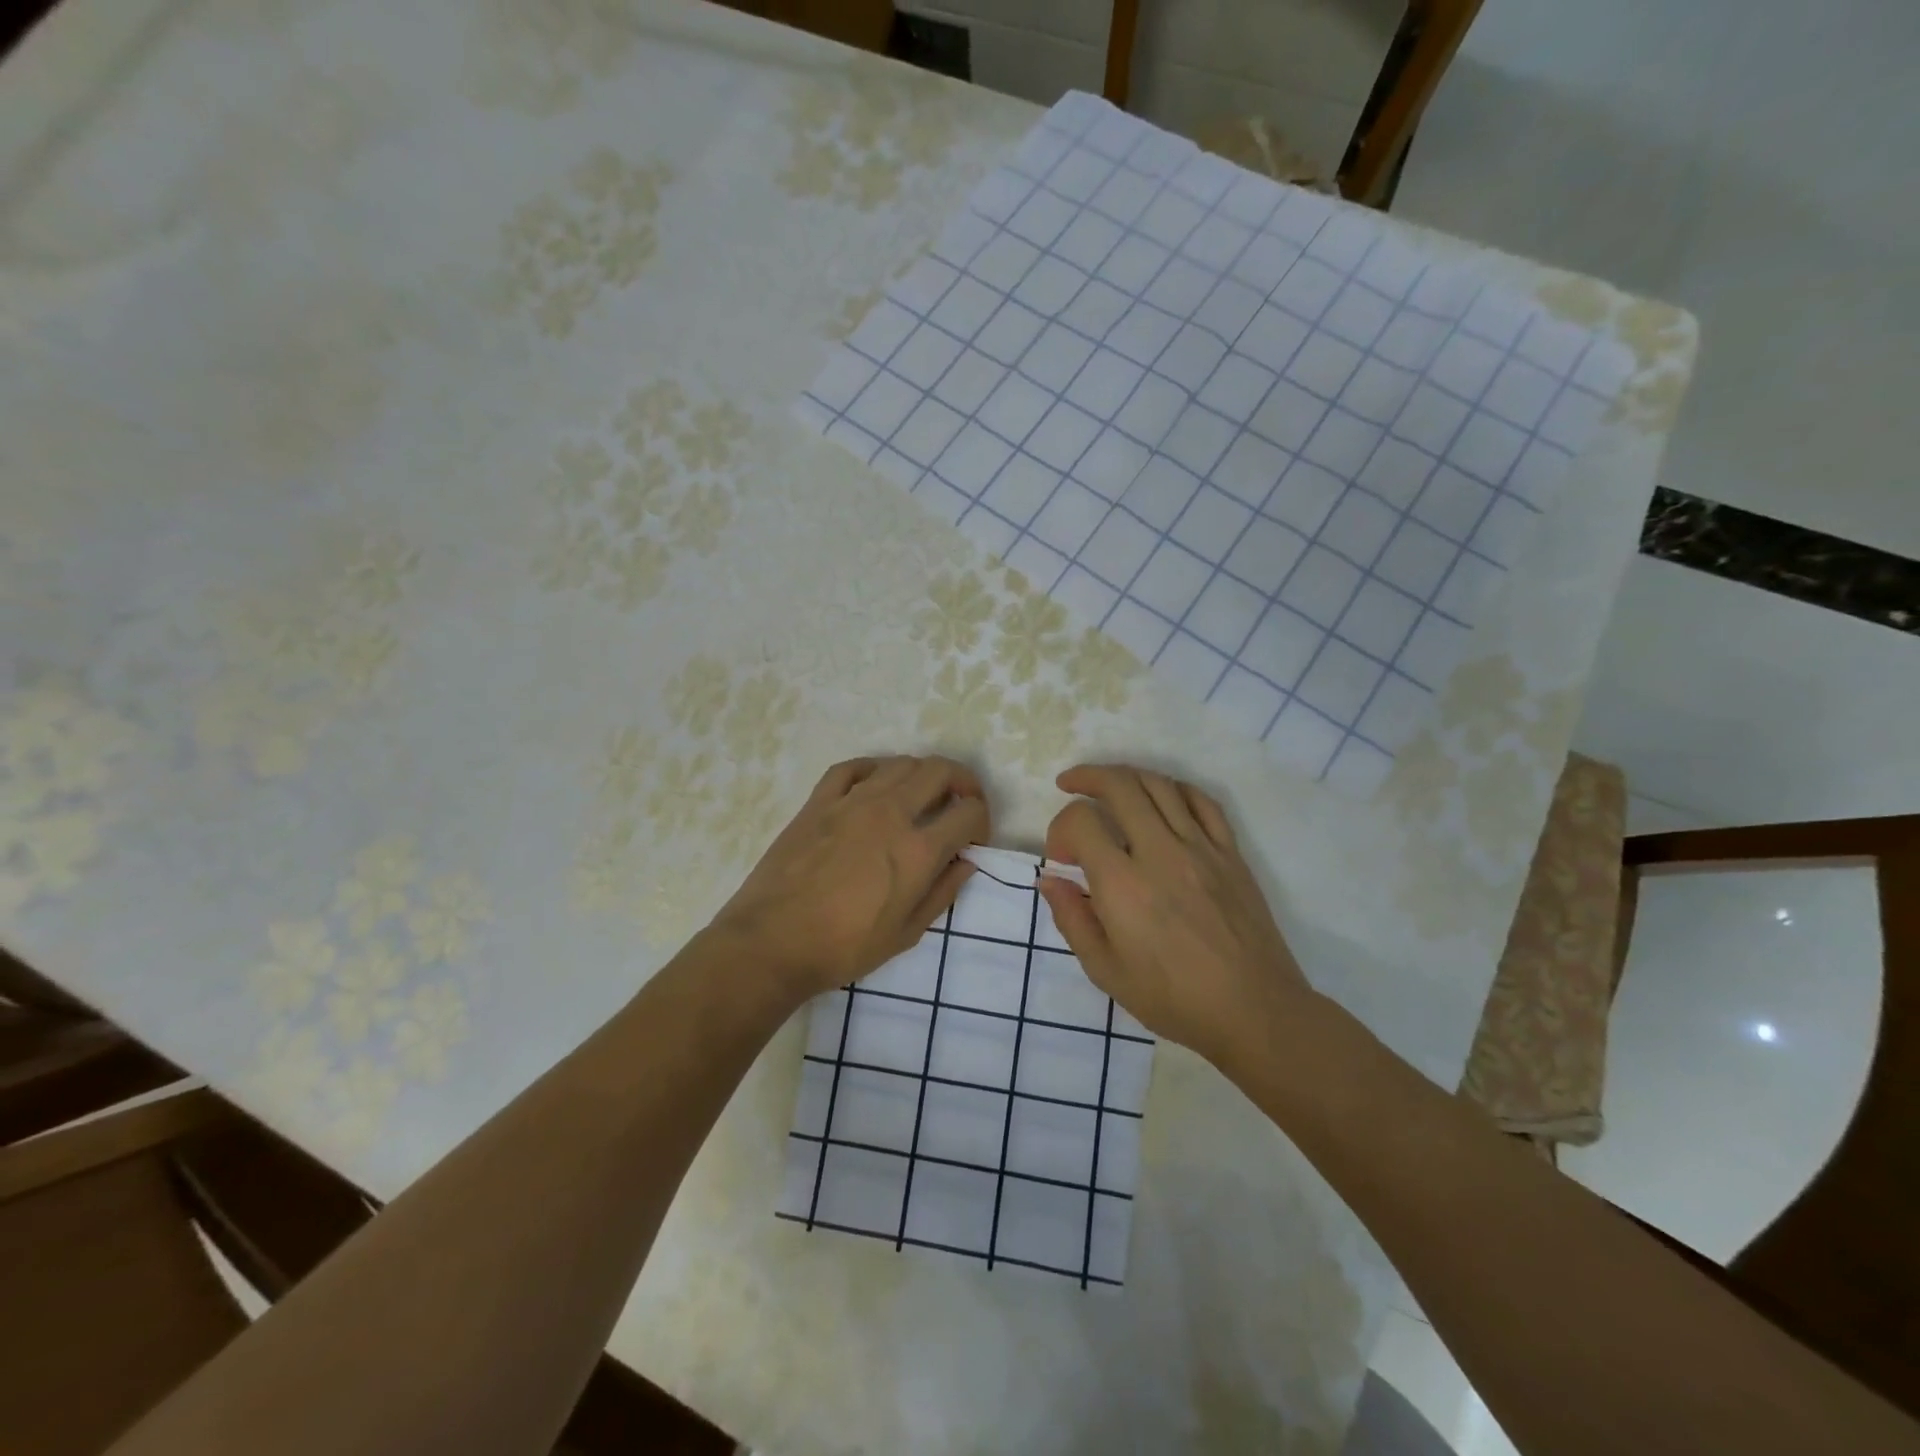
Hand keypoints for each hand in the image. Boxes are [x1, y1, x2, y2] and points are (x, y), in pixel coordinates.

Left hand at [711, 755, 989, 1001]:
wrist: (771, 943)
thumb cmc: (843, 948)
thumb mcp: (906, 934)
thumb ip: (942, 893)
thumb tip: (966, 862)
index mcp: (918, 849)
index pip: (969, 812)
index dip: (981, 822)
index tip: (973, 840)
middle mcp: (891, 812)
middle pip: (941, 771)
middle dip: (962, 783)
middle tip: (959, 806)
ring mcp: (852, 801)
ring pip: (901, 763)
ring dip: (922, 776)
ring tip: (920, 799)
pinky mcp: (819, 801)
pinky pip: (853, 767)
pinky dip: (874, 769)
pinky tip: (876, 785)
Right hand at [1038, 764, 1313, 1064]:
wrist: (1254, 1011)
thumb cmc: (1173, 999)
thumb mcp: (1105, 971)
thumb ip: (1071, 919)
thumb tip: (1049, 880)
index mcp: (1122, 885)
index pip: (1081, 821)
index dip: (1060, 828)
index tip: (1062, 857)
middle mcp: (1160, 853)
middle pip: (1119, 785)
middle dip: (1086, 777)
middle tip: (1070, 785)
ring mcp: (1201, 848)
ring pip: (1160, 784)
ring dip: (1126, 775)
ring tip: (1109, 785)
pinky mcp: (1231, 853)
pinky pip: (1202, 802)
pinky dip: (1175, 788)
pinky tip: (1162, 797)